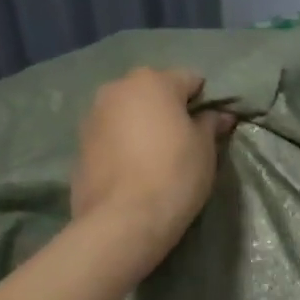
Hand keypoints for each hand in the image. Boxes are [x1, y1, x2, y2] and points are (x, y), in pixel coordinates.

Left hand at [71, 68, 231, 272]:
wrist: (122, 220)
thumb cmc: (174, 174)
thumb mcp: (205, 149)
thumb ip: (210, 124)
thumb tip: (219, 115)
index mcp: (152, 81)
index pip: (190, 79)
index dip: (204, 101)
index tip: (211, 126)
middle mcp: (117, 88)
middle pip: (152, 91)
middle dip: (168, 109)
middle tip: (183, 140)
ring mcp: (93, 115)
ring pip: (128, 112)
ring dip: (142, 125)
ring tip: (155, 157)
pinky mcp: (79, 144)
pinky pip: (110, 135)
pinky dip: (123, 144)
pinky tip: (133, 170)